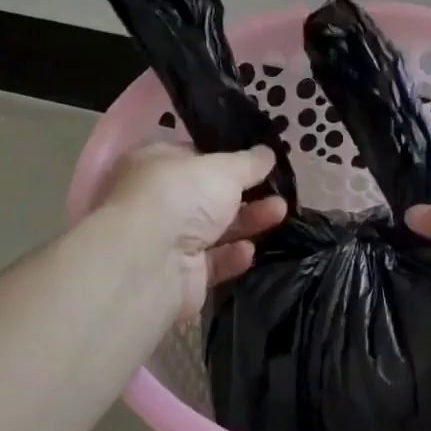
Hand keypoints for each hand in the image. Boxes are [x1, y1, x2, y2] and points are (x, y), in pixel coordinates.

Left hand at [99, 144, 288, 317]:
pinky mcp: (181, 276)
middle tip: (279, 192)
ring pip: (216, 230)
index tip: (260, 162)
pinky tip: (249, 250)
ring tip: (280, 213)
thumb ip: (249, 162)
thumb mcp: (223, 168)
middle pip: (209, 197)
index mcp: (155, 165)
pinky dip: (232, 256)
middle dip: (246, 194)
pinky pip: (213, 262)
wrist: (150, 262)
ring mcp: (168, 241)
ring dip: (248, 221)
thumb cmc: (180, 196)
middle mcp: (159, 202)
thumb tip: (267, 153)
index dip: (227, 159)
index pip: (194, 157)